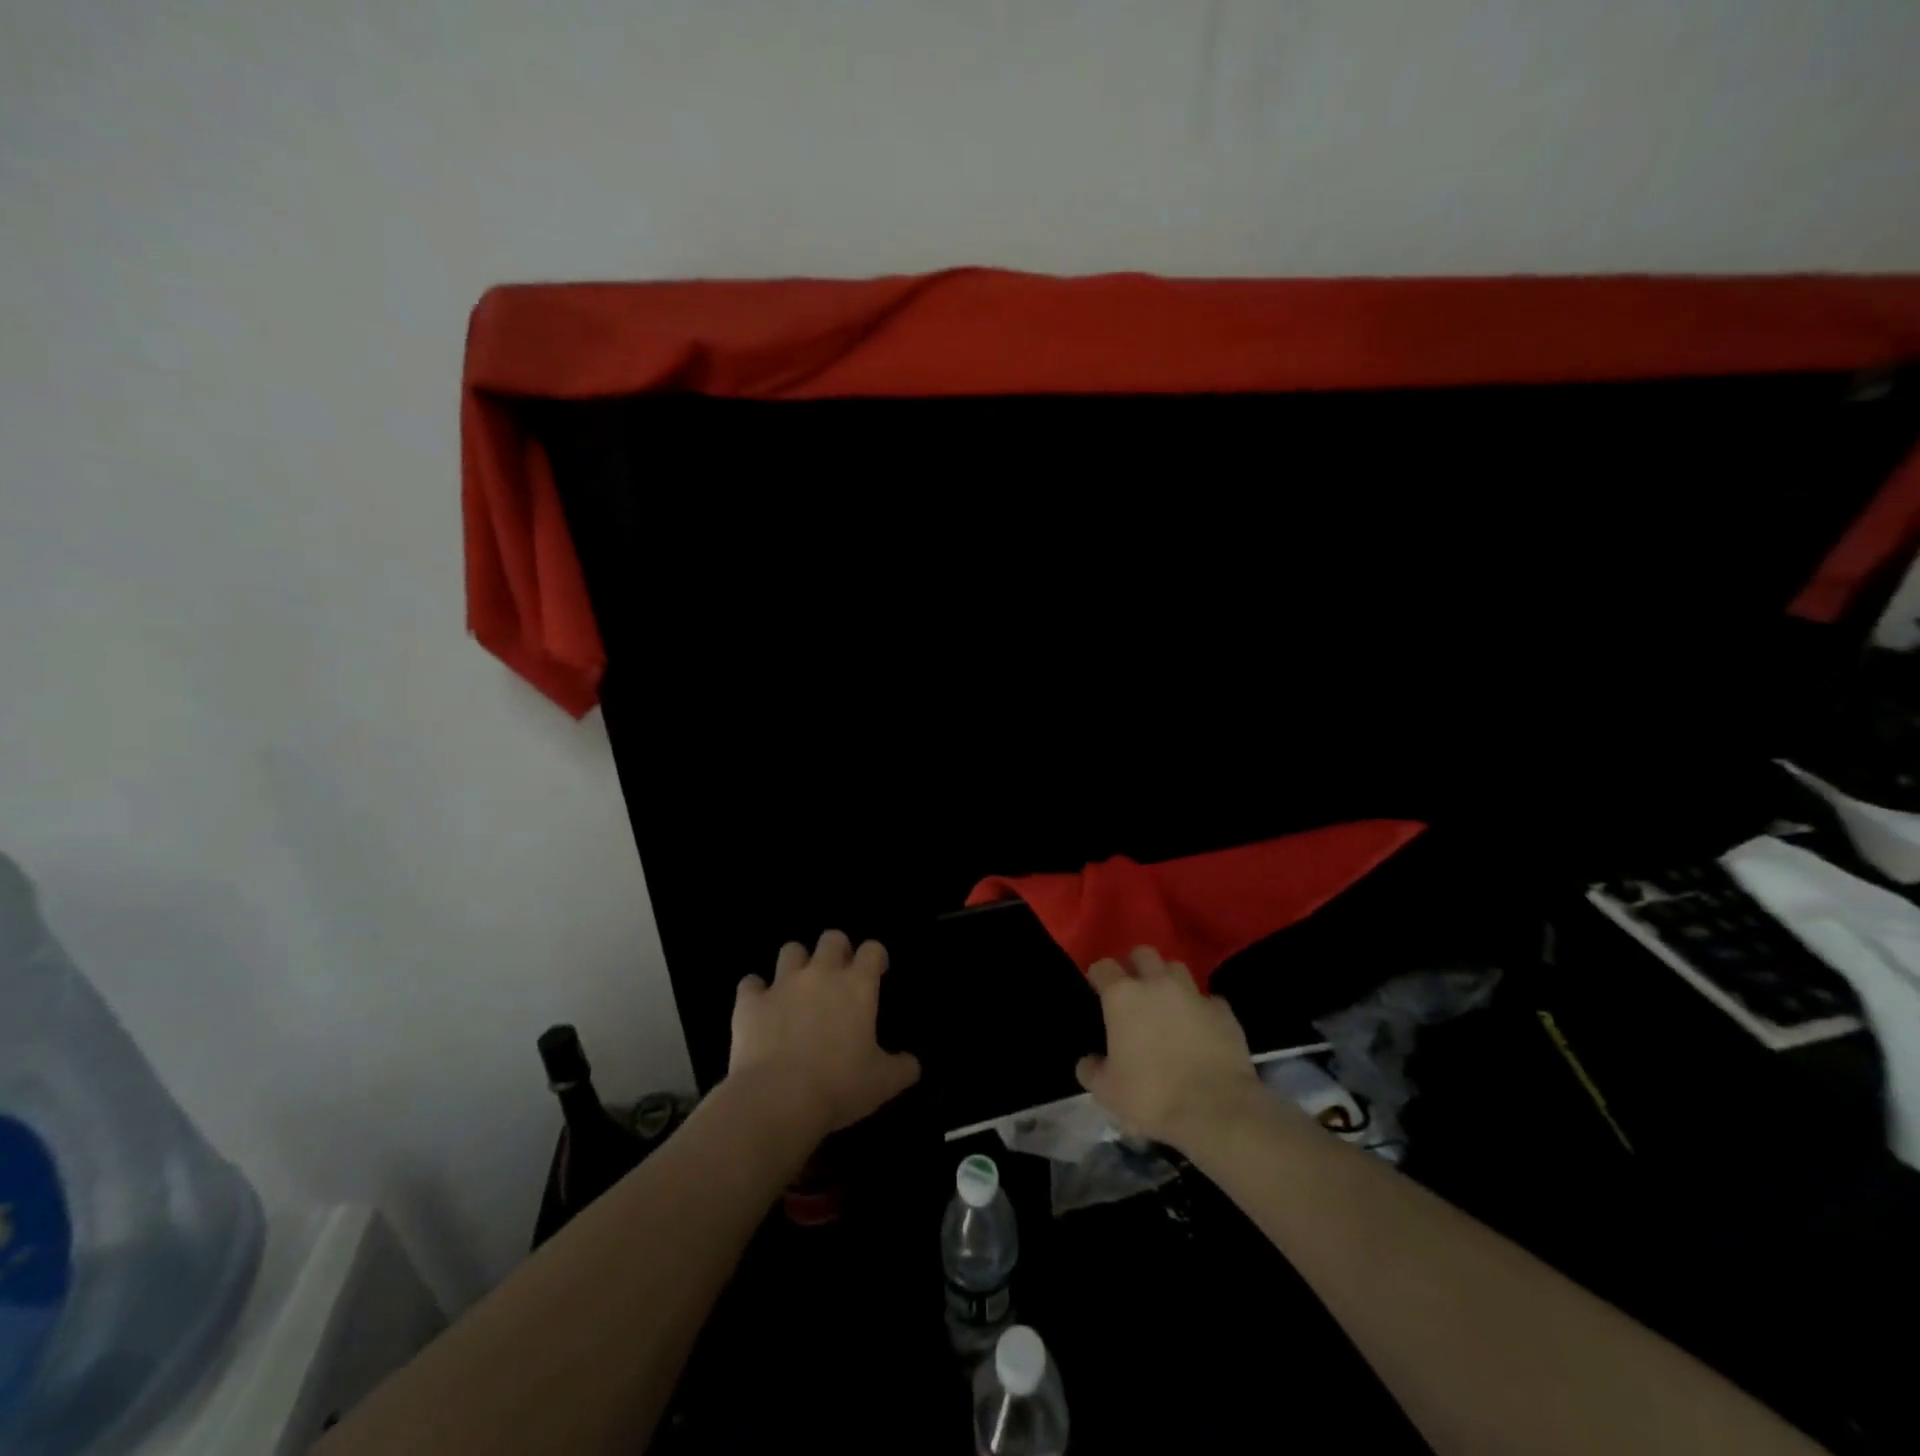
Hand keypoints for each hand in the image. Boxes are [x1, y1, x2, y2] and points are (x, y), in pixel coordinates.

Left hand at [729, 930, 920, 1135]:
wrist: (778, 1099)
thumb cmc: (839, 1086)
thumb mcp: (883, 1083)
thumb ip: (902, 1068)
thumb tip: (913, 1064)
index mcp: (857, 986)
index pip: (872, 949)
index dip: (876, 956)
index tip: (877, 972)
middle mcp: (821, 974)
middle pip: (832, 938)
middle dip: (837, 949)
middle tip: (839, 975)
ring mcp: (782, 984)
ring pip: (791, 950)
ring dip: (797, 963)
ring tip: (798, 986)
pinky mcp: (750, 1002)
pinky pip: (750, 983)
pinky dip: (755, 991)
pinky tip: (759, 1008)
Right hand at [1075, 945, 1264, 1151]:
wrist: (1215, 1110)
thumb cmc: (1151, 1096)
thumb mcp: (1107, 1092)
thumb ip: (1092, 1071)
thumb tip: (1088, 1062)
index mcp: (1122, 996)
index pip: (1103, 967)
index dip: (1098, 975)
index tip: (1096, 987)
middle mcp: (1157, 984)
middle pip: (1143, 953)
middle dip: (1135, 964)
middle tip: (1133, 987)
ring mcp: (1193, 994)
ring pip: (1177, 968)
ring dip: (1168, 980)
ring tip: (1166, 1002)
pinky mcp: (1224, 1012)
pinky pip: (1208, 1000)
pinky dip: (1201, 1008)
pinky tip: (1200, 1026)